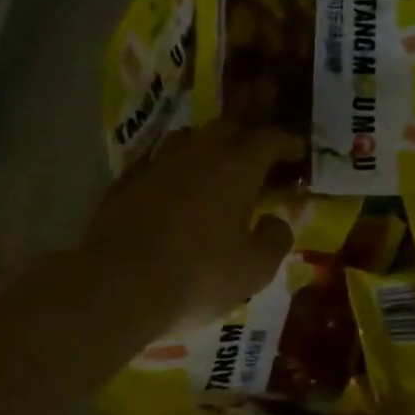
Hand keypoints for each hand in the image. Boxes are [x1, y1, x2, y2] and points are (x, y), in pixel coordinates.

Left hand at [80, 121, 303, 334]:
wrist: (116, 286)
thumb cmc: (198, 276)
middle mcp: (198, 152)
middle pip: (228, 128)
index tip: (297, 152)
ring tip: (219, 166)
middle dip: (248, 137)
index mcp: (237, 166)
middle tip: (260, 154)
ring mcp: (157, 163)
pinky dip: (176, 169)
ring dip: (210, 147)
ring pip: (190, 140)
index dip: (287, 142)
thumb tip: (276, 221)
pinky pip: (160, 162)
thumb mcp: (255, 269)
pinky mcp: (126, 181)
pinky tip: (175, 189)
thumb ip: (275, 239)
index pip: (269, 138)